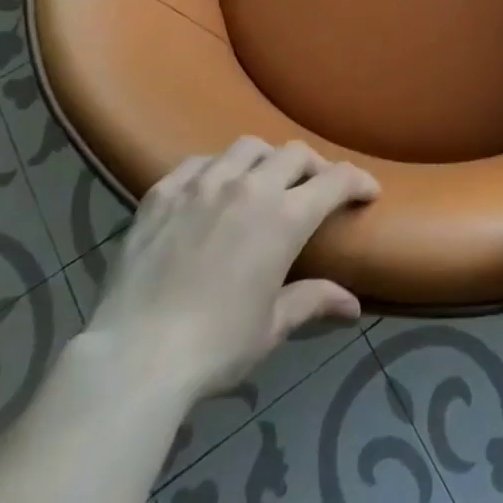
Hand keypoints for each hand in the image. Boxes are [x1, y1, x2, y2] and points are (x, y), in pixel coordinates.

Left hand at [82, 137, 379, 405]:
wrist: (135, 356)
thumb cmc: (215, 346)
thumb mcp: (272, 325)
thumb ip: (313, 300)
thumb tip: (353, 305)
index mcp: (285, 217)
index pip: (335, 180)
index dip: (358, 181)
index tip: (367, 191)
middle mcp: (249, 186)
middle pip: (294, 153)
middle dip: (314, 167)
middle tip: (315, 188)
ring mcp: (203, 183)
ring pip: (247, 146)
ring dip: (266, 159)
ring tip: (263, 180)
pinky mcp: (164, 191)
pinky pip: (198, 162)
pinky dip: (216, 168)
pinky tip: (211, 189)